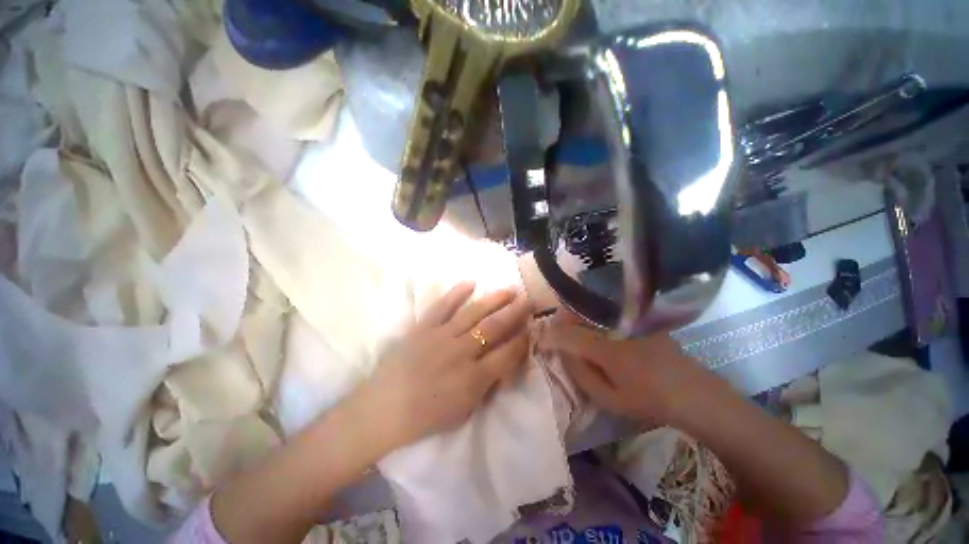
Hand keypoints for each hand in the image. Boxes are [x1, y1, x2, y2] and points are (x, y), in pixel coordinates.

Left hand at [352, 282, 531, 452]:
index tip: (531, 328)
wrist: (383, 409)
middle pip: (495, 328)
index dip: (522, 340)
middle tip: (529, 300)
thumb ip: (487, 385)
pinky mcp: (423, 328)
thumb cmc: (426, 416)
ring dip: (494, 300)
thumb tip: (505, 364)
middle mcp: (461, 353)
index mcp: (473, 379)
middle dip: (516, 313)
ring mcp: (441, 337)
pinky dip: (456, 293)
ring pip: (474, 313)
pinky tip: (471, 283)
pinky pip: (442, 306)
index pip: (507, 354)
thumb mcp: (464, 410)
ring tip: (509, 289)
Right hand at [539, 312, 710, 426]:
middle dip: (560, 320)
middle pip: (577, 313)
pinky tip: (592, 326)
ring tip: (569, 328)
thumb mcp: (609, 399)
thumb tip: (563, 352)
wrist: (693, 391)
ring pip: (590, 308)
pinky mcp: (637, 318)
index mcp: (607, 349)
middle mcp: (615, 326)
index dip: (549, 335)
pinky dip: (591, 314)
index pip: (567, 335)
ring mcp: (628, 319)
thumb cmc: (648, 400)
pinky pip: (605, 309)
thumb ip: (580, 374)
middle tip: (553, 331)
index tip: (538, 337)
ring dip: (574, 315)